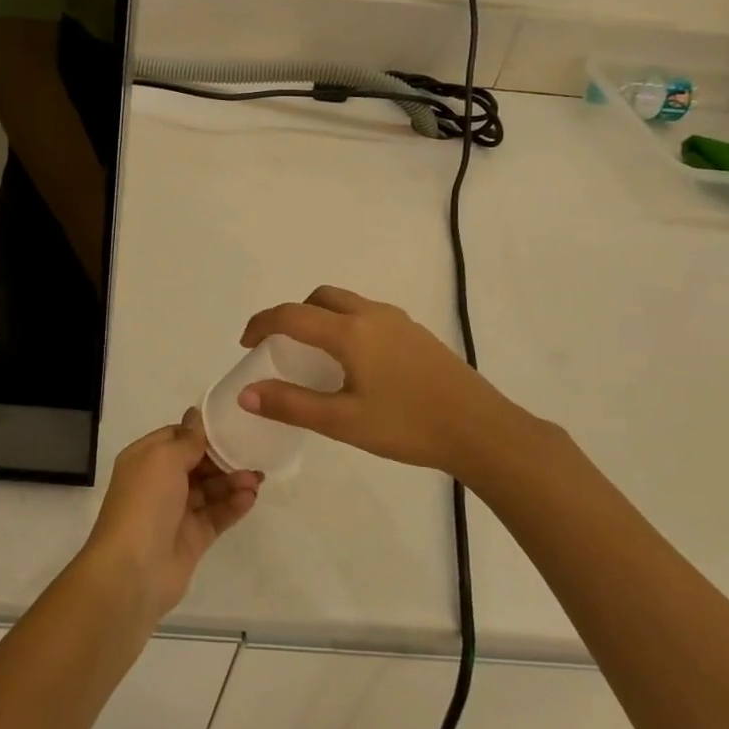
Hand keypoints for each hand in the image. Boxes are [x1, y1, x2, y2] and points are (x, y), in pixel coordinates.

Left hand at [82, 412, 261, 619]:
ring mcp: (175, 513)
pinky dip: (233, 506)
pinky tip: (251, 497)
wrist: (133, 570)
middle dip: (223, 458)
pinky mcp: (191, 539)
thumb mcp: (164, 459)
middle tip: (253, 453)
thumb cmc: (145, 502)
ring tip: (258, 478)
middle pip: (195, 464)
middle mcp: (157, 484)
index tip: (231, 425)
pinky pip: (216, 516)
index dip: (200, 432)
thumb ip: (187, 439)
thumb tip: (196, 415)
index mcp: (144, 460)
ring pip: (209, 491)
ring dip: (232, 481)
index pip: (175, 437)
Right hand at [238, 286, 556, 491]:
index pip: (291, 315)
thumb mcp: (343, 421)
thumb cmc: (408, 425)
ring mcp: (399, 322)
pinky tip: (356, 364)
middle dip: (294, 314)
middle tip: (282, 346)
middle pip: (320, 298)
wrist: (482, 430)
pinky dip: (347, 325)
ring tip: (316, 355)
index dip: (262, 324)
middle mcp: (372, 315)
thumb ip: (291, 404)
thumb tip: (246, 394)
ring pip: (348, 303)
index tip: (246, 343)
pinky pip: (369, 315)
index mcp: (350, 332)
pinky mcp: (418, 334)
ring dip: (322, 317)